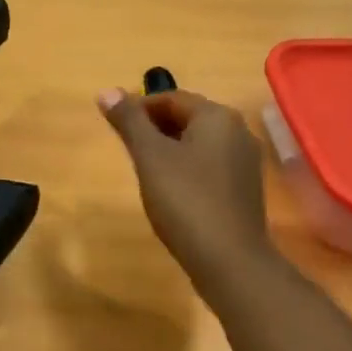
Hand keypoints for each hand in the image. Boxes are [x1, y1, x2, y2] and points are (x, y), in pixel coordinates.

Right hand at [98, 87, 273, 295]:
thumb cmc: (185, 201)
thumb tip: (106, 91)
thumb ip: (129, 122)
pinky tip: (171, 192)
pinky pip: (209, 167)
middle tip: (126, 150)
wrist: (228, 259)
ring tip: (144, 172)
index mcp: (217, 117)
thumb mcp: (150, 158)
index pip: (171, 98)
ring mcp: (245, 162)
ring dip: (169, 150)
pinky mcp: (244, 189)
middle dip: (154, 129)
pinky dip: (186, 170)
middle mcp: (238, 132)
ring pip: (199, 144)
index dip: (139, 108)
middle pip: (188, 118)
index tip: (114, 127)